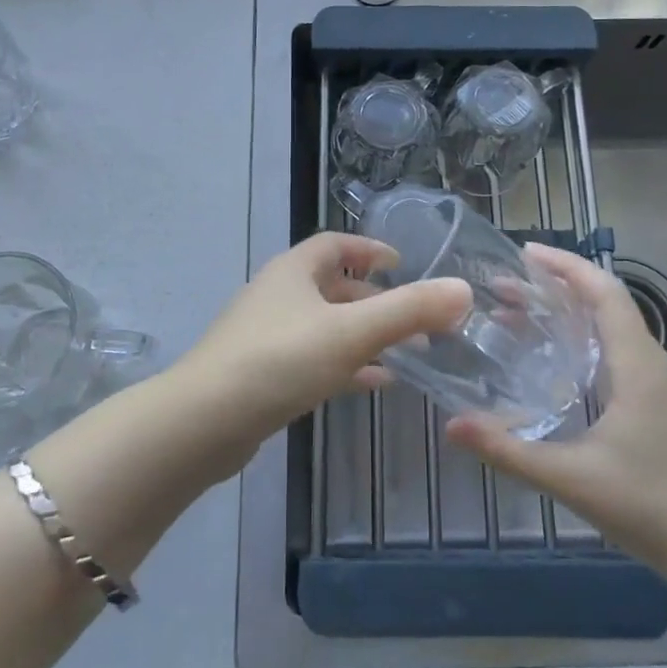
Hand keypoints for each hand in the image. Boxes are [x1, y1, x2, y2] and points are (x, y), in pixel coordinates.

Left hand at [174, 232, 471, 471]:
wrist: (203, 422)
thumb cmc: (279, 360)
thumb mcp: (351, 332)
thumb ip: (408, 310)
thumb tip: (463, 289)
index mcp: (293, 271)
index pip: (334, 245)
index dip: (370, 249)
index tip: (402, 264)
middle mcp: (278, 295)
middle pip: (332, 286)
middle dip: (375, 299)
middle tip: (415, 319)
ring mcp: (266, 335)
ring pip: (325, 325)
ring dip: (364, 335)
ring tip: (406, 353)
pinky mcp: (262, 374)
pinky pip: (313, 359)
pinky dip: (345, 364)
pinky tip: (372, 383)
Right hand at [446, 245, 666, 585]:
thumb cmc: (645, 504)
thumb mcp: (569, 478)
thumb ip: (509, 450)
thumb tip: (452, 426)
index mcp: (635, 363)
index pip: (604, 291)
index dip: (566, 265)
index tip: (524, 253)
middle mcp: (646, 359)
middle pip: (602, 298)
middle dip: (554, 283)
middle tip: (501, 285)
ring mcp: (650, 377)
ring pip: (606, 320)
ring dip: (563, 306)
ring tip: (513, 309)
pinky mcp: (648, 394)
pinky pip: (609, 342)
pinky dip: (576, 330)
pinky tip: (545, 350)